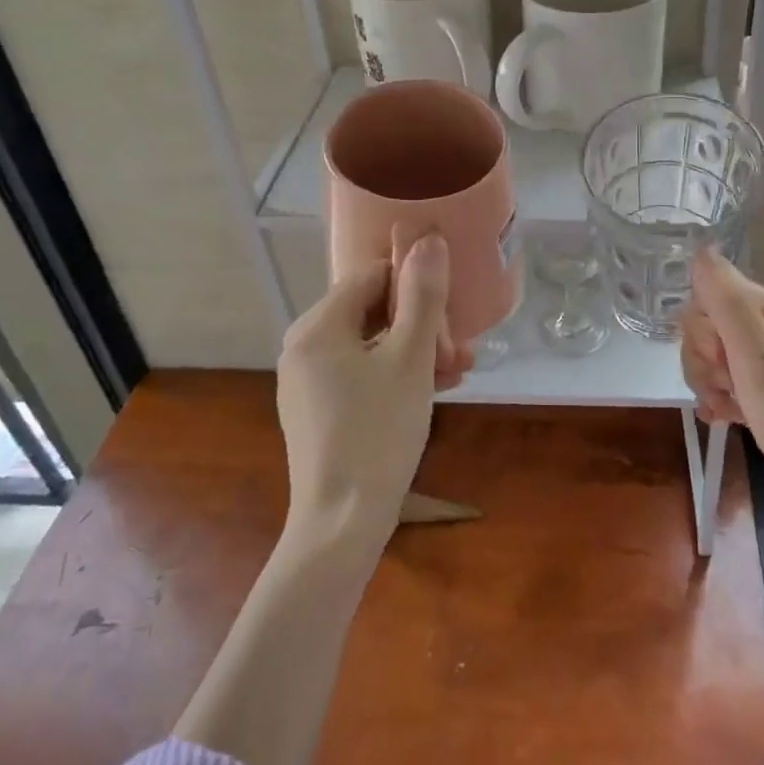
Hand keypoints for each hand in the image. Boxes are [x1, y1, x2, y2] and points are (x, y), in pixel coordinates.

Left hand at [276, 234, 472, 550]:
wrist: (341, 524)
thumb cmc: (378, 433)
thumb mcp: (410, 360)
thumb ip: (422, 297)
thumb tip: (429, 240)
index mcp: (318, 326)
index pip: (371, 276)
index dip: (415, 287)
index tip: (449, 315)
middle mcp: (303, 346)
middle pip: (371, 311)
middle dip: (421, 325)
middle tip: (460, 351)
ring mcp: (306, 381)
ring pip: (369, 345)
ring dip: (416, 351)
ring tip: (458, 371)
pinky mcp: (316, 410)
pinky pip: (359, 374)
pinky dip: (395, 375)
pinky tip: (432, 391)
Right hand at [681, 250, 763, 551]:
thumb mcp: (758, 359)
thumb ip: (726, 301)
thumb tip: (701, 249)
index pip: (715, 295)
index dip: (703, 328)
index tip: (719, 362)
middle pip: (715, 326)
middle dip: (704, 358)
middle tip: (724, 389)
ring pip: (720, 358)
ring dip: (710, 382)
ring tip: (724, 410)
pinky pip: (736, 385)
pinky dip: (723, 399)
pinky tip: (722, 419)